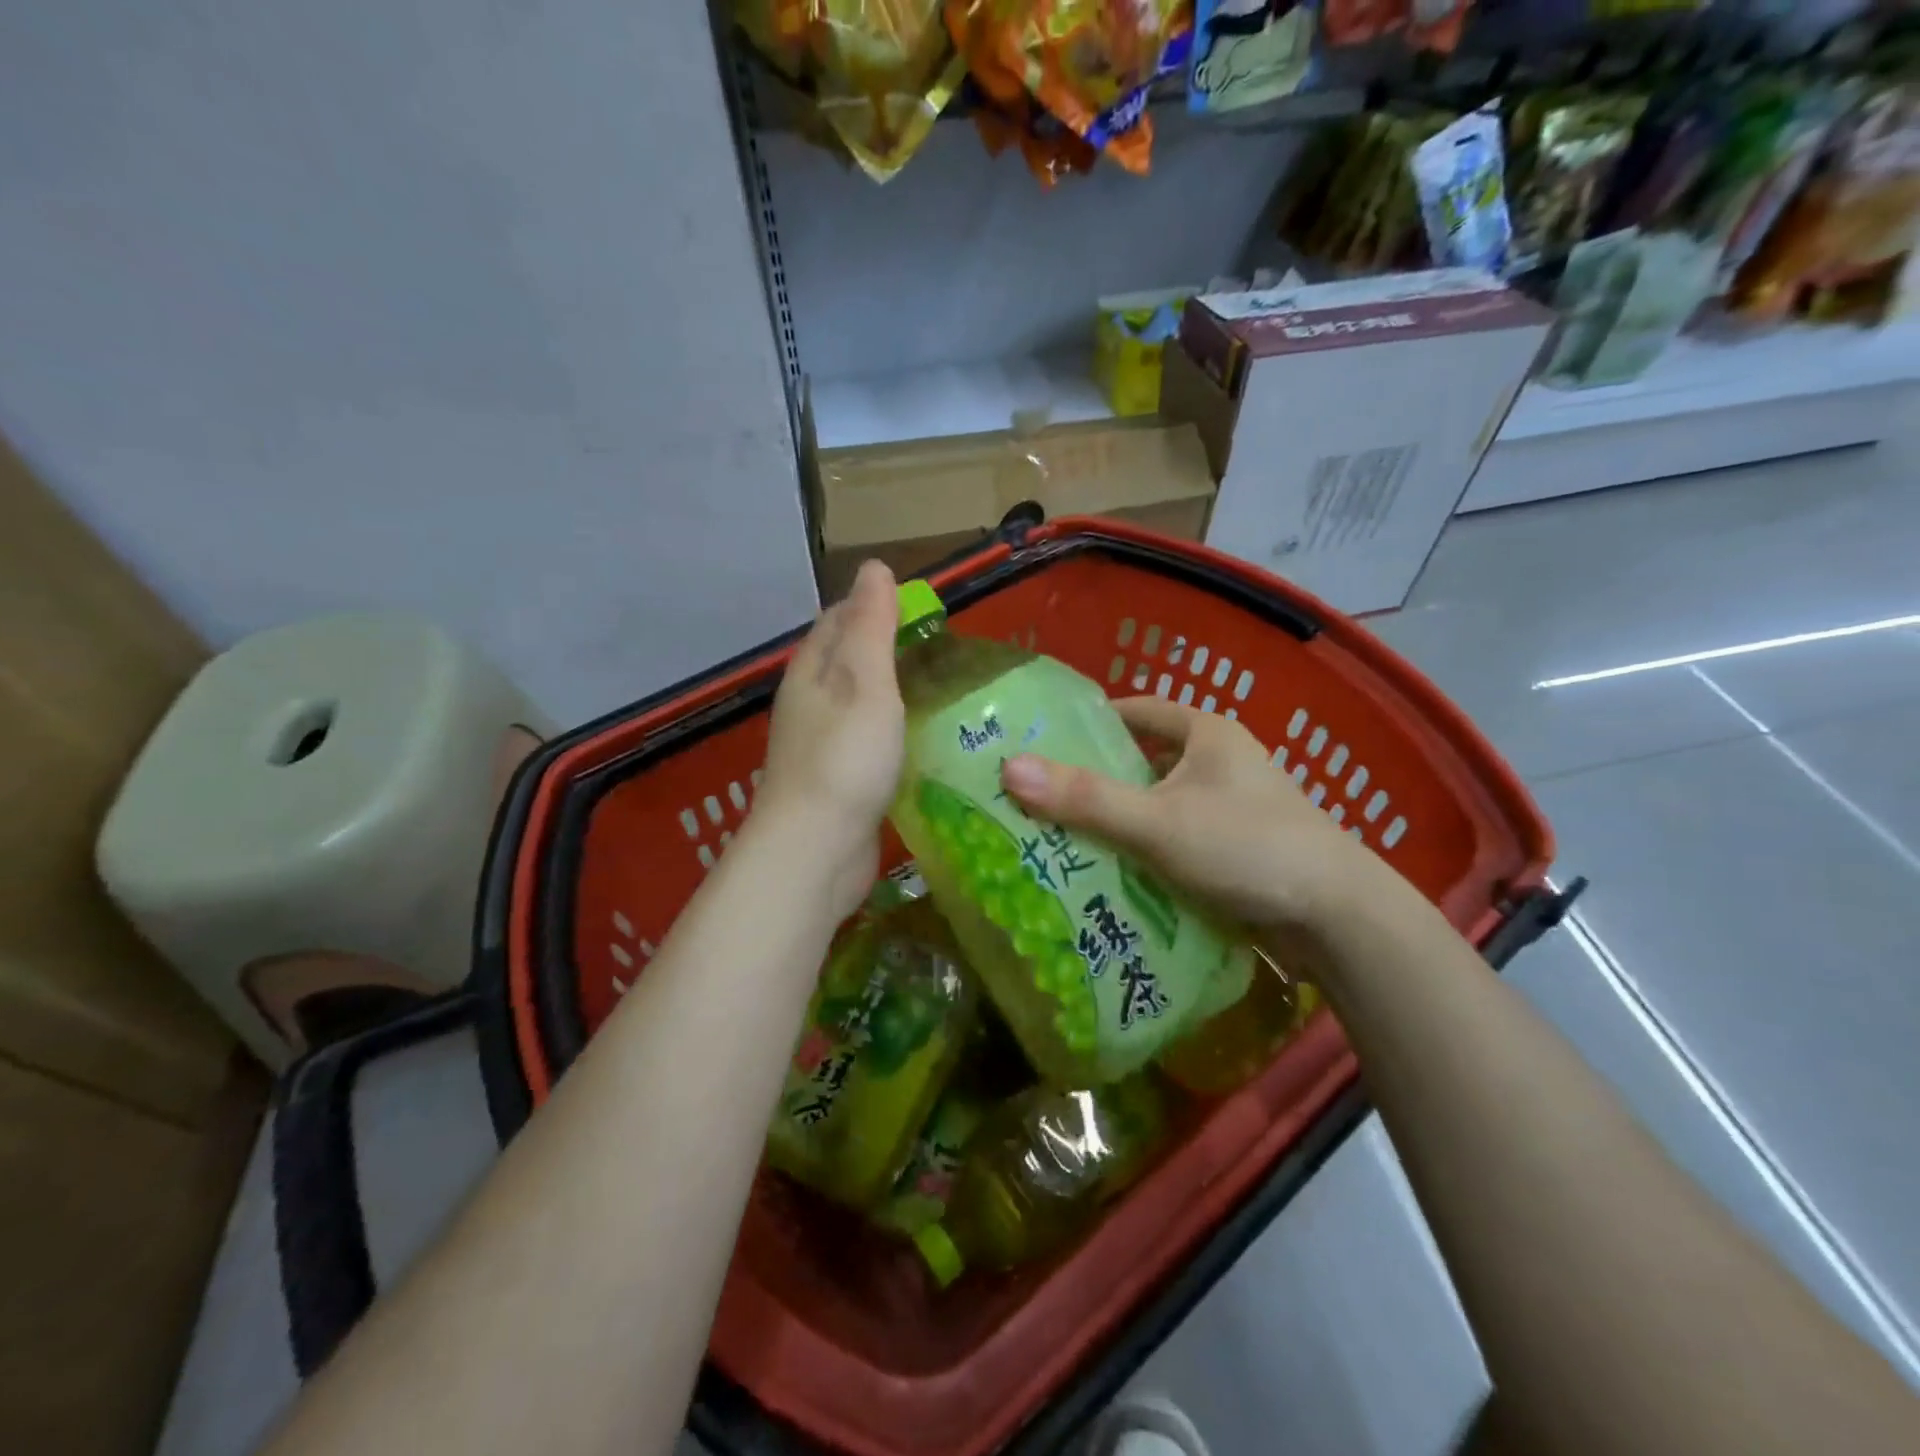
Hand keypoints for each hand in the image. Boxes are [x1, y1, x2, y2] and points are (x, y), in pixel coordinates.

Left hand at [753, 560, 904, 919]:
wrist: (816, 851)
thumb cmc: (845, 759)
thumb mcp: (865, 682)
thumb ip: (872, 626)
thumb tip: (874, 567)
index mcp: (811, 670)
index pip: (839, 619)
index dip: (876, 605)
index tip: (923, 608)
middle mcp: (809, 702)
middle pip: (846, 660)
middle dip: (886, 647)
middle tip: (942, 649)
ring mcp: (820, 744)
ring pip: (857, 701)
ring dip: (891, 690)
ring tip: (940, 688)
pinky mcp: (837, 780)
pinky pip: (866, 739)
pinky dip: (891, 729)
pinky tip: (920, 738)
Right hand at [1000, 696, 1391, 939]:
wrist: (1337, 918)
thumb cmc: (1246, 848)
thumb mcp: (1157, 821)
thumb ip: (1086, 798)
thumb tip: (1010, 769)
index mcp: (1207, 735)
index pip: (1139, 711)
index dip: (1094, 722)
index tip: (1049, 742)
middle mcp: (1222, 762)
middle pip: (1146, 761)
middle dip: (1099, 780)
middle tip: (1045, 798)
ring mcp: (1233, 808)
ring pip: (1161, 805)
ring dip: (1122, 820)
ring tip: (1067, 838)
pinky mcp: (1238, 849)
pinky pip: (1177, 839)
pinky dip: (1148, 851)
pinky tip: (1115, 874)